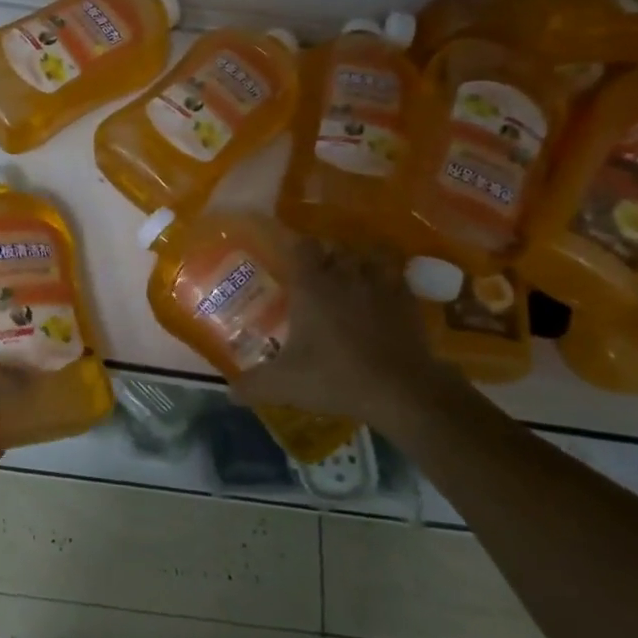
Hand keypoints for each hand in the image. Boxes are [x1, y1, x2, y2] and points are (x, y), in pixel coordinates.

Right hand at [233, 239, 465, 431]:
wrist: (400, 390)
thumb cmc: (334, 377)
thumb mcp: (284, 385)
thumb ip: (252, 385)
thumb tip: (229, 392)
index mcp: (311, 285)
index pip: (301, 245)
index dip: (295, 248)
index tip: (289, 260)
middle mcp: (345, 275)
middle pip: (336, 248)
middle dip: (327, 258)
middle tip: (318, 278)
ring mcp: (380, 284)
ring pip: (369, 257)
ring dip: (360, 264)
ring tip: (353, 281)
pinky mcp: (408, 300)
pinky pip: (397, 277)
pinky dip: (389, 281)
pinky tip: (384, 298)